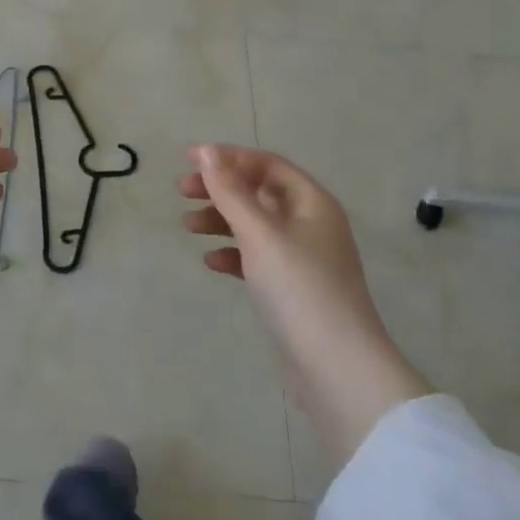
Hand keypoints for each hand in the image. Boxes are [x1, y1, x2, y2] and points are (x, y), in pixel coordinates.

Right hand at [182, 144, 428, 464]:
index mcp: (313, 203)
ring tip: (188, 227)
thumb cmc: (299, 289)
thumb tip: (206, 151)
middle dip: (221, 188)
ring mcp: (304, 258)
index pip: (267, 164)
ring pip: (255, 226)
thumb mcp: (260, 234)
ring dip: (221, 220)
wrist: (336, 368)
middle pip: (259, 192)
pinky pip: (258, 258)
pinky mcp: (293, 289)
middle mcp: (311, 224)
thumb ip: (231, 192)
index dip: (228, 157)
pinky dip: (233, 254)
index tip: (188, 160)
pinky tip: (211, 262)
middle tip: (182, 191)